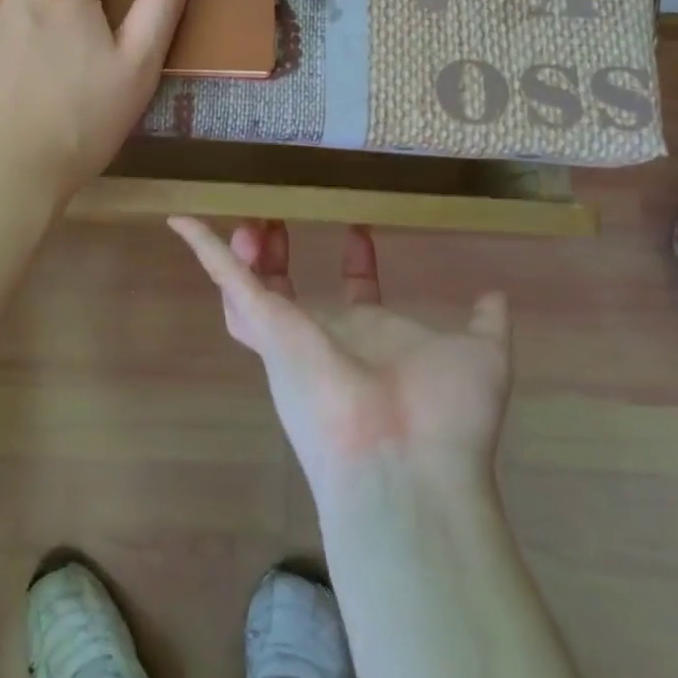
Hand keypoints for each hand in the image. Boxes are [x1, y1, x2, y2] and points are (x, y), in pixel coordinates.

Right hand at [168, 218, 510, 499]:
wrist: (406, 461)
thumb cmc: (444, 416)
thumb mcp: (479, 357)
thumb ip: (485, 325)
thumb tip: (496, 296)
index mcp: (368, 339)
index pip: (354, 292)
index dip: (355, 261)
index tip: (358, 228)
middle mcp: (321, 337)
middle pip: (287, 289)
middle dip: (280, 254)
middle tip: (278, 216)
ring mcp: (286, 333)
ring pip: (248, 287)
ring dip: (243, 251)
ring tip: (250, 217)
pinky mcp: (263, 324)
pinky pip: (225, 278)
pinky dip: (203, 248)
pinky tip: (181, 220)